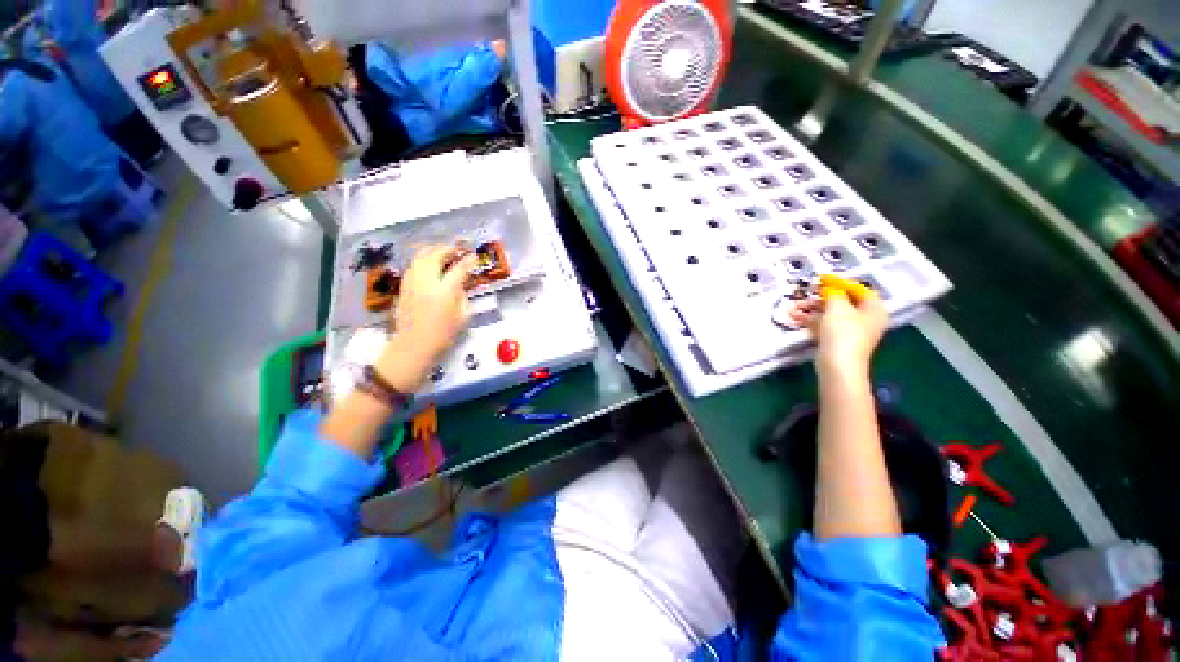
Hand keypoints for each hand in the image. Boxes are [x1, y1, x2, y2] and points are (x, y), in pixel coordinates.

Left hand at [374, 246, 477, 391]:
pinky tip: (428, 265)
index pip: (459, 269)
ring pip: (420, 257)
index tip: (474, 256)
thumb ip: (463, 296)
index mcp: (445, 291)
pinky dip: (422, 260)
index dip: (468, 261)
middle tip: (457, 250)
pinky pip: (413, 266)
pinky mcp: (403, 287)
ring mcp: (412, 282)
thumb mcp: (463, 316)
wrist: (414, 345)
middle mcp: (427, 282)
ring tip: (442, 253)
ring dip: (433, 251)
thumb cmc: (443, 334)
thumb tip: (461, 284)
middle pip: (436, 255)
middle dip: (448, 249)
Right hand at [788, 275, 887, 380]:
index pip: (858, 289)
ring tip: (795, 306)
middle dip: (823, 297)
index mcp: (874, 309)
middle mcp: (866, 319)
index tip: (822, 279)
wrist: (838, 366)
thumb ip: (833, 293)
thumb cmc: (843, 333)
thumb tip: (829, 288)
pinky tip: (796, 317)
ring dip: (813, 308)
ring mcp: (852, 332)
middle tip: (808, 292)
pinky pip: (825, 325)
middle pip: (844, 301)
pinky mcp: (838, 341)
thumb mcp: (837, 307)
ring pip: (831, 314)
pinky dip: (812, 320)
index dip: (840, 282)